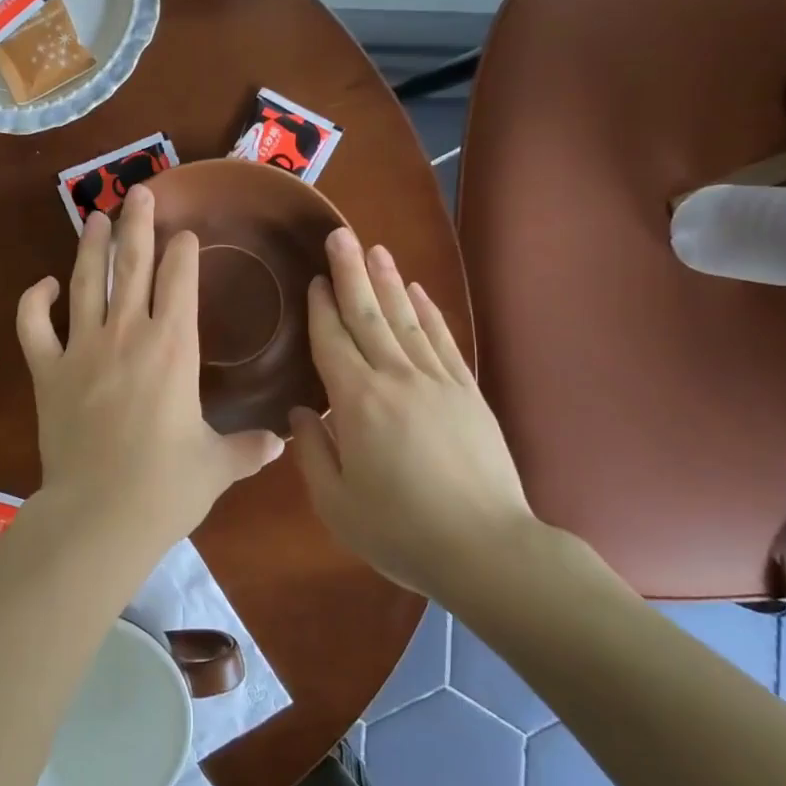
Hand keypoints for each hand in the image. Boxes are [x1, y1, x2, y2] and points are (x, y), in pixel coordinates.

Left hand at [16, 186, 284, 548]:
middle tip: (140, 192)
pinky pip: (33, 327)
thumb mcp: (216, 466)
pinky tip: (43, 285)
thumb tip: (281, 444)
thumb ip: (247, 449)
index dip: (183, 253)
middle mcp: (127, 335)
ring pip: (85, 283)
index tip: (185, 235)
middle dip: (139, 225)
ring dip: (91, 246)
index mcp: (174, 349)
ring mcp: (81, 350)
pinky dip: (34, 302)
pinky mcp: (47, 372)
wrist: (100, 515)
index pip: (180, 282)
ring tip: (97, 216)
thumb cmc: (166, 488)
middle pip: (132, 266)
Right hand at [289, 228, 542, 595]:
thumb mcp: (336, 503)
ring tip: (375, 249)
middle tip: (340, 235)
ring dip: (388, 281)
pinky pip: (443, 340)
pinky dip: (429, 312)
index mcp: (357, 402)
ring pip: (407, 319)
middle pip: (368, 315)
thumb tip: (298, 413)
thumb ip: (311, 452)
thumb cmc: (400, 531)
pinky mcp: (468, 393)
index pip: (332, 341)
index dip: (320, 307)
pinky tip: (418, 292)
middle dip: (350, 273)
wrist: (486, 550)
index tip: (312, 278)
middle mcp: (396, 378)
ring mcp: (438, 381)